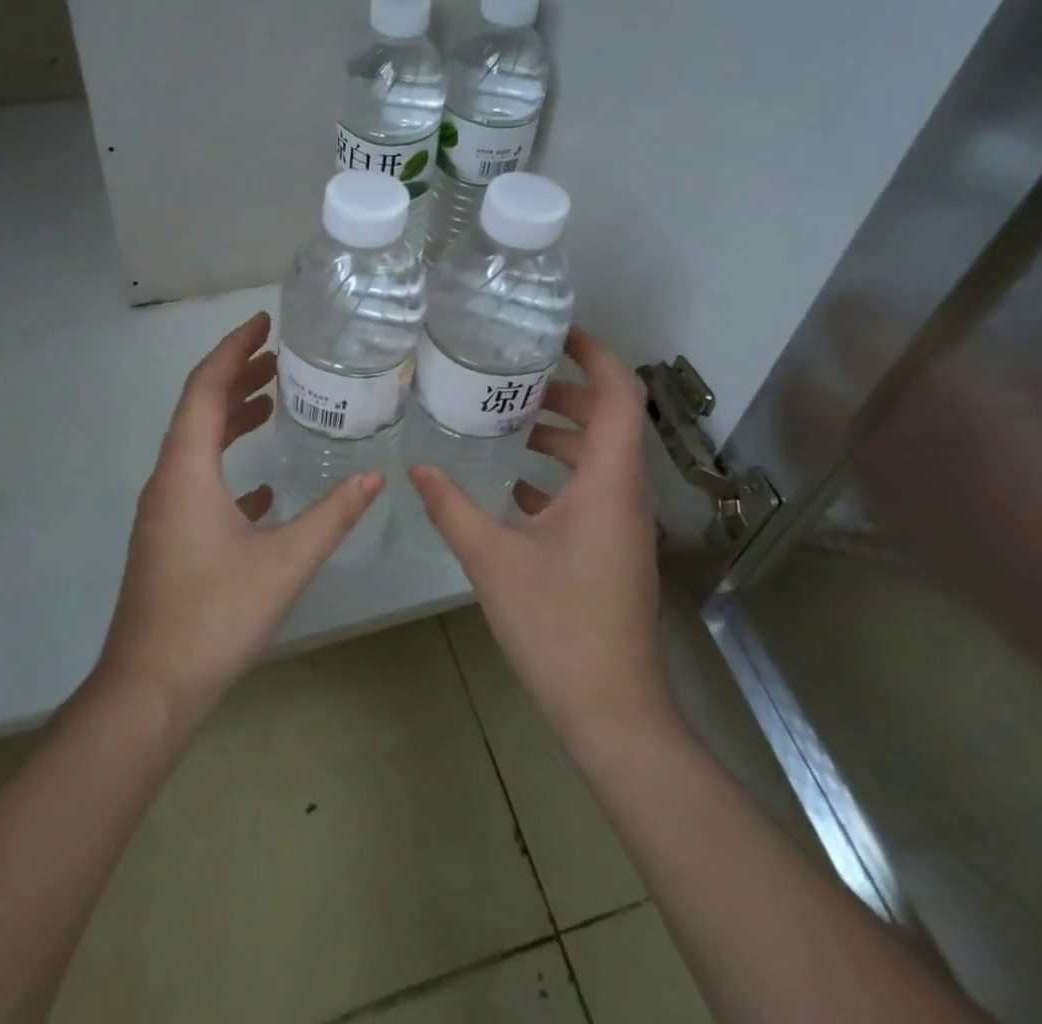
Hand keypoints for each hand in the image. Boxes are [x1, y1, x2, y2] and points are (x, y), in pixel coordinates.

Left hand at [95, 312, 382, 725]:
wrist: (149, 690)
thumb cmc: (215, 616)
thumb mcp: (286, 562)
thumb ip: (333, 515)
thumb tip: (377, 476)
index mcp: (187, 470)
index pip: (205, 387)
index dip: (234, 348)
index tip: (264, 321)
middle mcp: (168, 480)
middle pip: (198, 409)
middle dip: (236, 375)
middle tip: (277, 356)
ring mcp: (163, 511)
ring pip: (197, 445)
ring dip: (231, 418)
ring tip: (272, 402)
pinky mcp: (167, 538)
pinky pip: (198, 482)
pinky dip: (227, 465)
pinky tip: (262, 486)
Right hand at [410, 327, 669, 744]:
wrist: (609, 707)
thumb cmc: (557, 625)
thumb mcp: (493, 560)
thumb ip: (453, 508)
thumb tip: (417, 469)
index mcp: (609, 482)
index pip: (620, 394)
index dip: (595, 355)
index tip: (555, 334)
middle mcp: (625, 493)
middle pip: (609, 419)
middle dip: (567, 391)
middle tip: (514, 378)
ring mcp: (624, 523)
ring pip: (600, 457)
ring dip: (562, 434)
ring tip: (508, 423)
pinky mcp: (614, 547)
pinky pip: (592, 490)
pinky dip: (560, 474)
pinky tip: (514, 487)